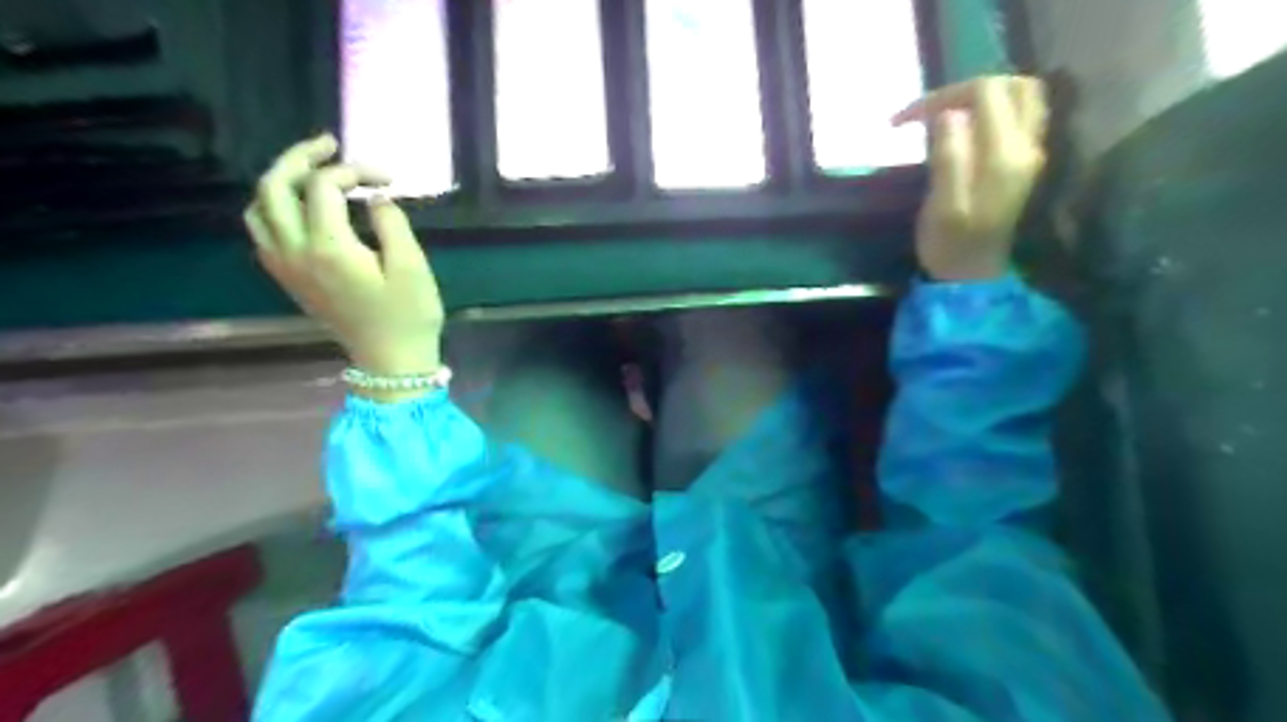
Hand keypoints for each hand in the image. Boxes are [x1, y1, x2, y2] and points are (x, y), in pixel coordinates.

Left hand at [246, 131, 448, 384]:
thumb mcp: (412, 267)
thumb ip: (392, 224)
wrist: (390, 361)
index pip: (325, 186)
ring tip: (313, 172)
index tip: (387, 179)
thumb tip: (375, 198)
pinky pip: (263, 230)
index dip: (355, 170)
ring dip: (281, 180)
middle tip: (330, 145)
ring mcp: (284, 266)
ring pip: (259, 207)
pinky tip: (303, 207)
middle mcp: (294, 251)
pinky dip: (275, 207)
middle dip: (300, 157)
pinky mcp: (287, 278)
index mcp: (328, 247)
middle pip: (274, 186)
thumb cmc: (408, 316)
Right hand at [896, 77, 1042, 280]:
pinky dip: (994, 111)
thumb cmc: (950, 245)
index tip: (907, 119)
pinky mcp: (1024, 162)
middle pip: (1012, 85)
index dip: (944, 96)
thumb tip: (948, 115)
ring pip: (1022, 97)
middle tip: (930, 113)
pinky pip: (1021, 116)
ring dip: (985, 97)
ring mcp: (1030, 153)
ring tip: (947, 116)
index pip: (985, 93)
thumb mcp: (941, 206)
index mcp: (1004, 155)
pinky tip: (966, 129)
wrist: (972, 276)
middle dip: (967, 89)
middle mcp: (1027, 146)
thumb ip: (949, 157)